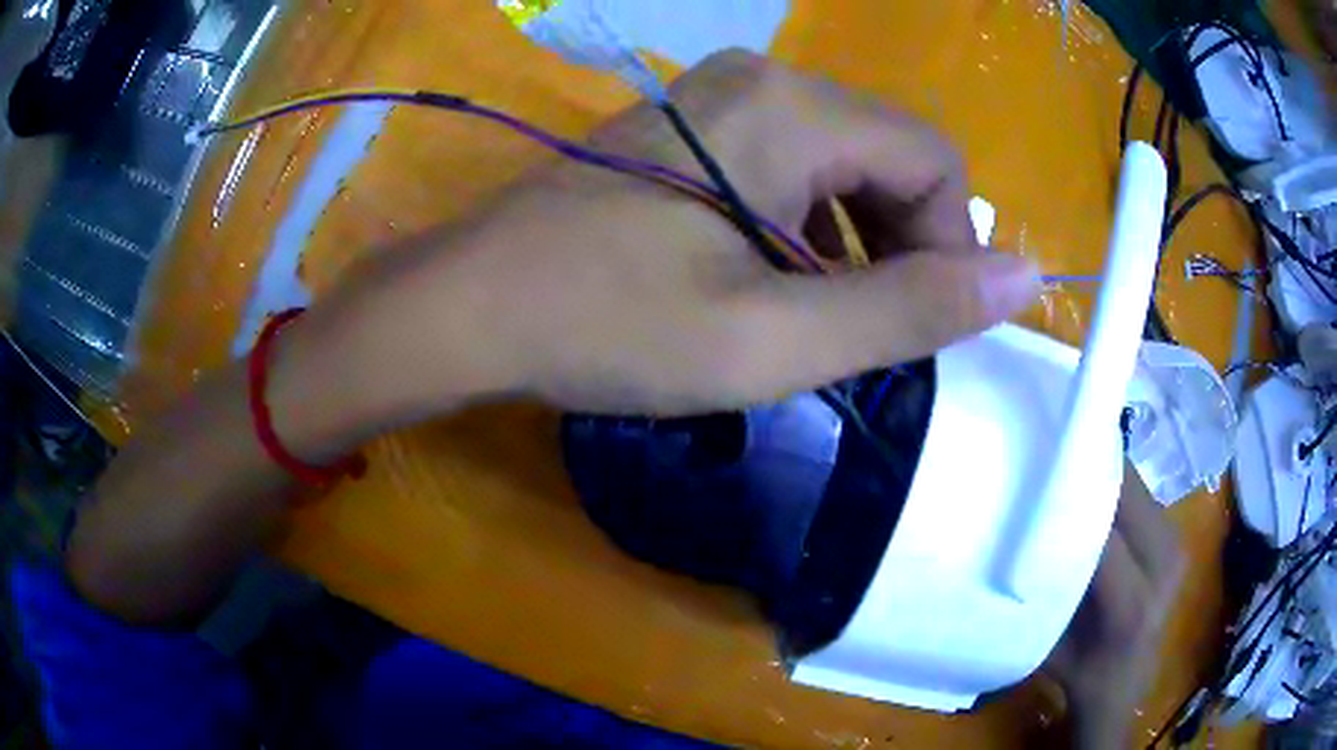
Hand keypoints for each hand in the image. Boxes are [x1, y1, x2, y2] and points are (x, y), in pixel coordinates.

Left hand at [317, 49, 1039, 422]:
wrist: (473, 307)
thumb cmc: (608, 325)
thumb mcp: (776, 338)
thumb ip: (912, 308)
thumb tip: (1026, 277)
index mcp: (790, 108)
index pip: (935, 161)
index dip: (948, 247)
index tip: (913, 326)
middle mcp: (760, 80)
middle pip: (892, 154)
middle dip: (903, 243)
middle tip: (858, 331)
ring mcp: (717, 99)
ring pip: (845, 162)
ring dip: (857, 240)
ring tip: (812, 315)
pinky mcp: (690, 129)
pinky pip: (792, 165)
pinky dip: (810, 226)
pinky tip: (771, 279)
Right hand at [1047, 463, 1184, 748]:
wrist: (1126, 679)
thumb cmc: (1080, 668)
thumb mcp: (1047, 648)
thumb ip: (1041, 600)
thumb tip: (1013, 547)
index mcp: (1131, 608)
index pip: (1103, 538)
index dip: (1071, 506)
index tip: (1033, 485)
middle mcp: (1163, 567)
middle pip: (1127, 496)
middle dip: (1088, 472)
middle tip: (1048, 458)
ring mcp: (1175, 545)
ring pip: (1136, 486)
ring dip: (1102, 472)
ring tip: (1066, 464)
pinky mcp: (1175, 533)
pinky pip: (1143, 493)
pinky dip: (1115, 483)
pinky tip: (1091, 484)